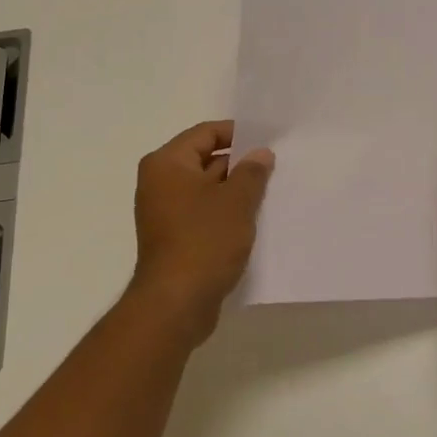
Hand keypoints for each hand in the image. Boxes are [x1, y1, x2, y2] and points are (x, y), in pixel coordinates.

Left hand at [131, 120, 274, 321]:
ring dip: (235, 191)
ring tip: (270, 192)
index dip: (238, 133)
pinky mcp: (175, 237)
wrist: (176, 303)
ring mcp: (165, 212)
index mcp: (167, 164)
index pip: (205, 133)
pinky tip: (254, 219)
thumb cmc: (204, 240)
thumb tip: (260, 154)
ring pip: (207, 189)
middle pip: (205, 160)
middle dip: (240, 164)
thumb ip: (251, 172)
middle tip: (276, 167)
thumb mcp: (236, 201)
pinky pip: (204, 213)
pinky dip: (226, 213)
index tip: (268, 140)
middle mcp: (160, 183)